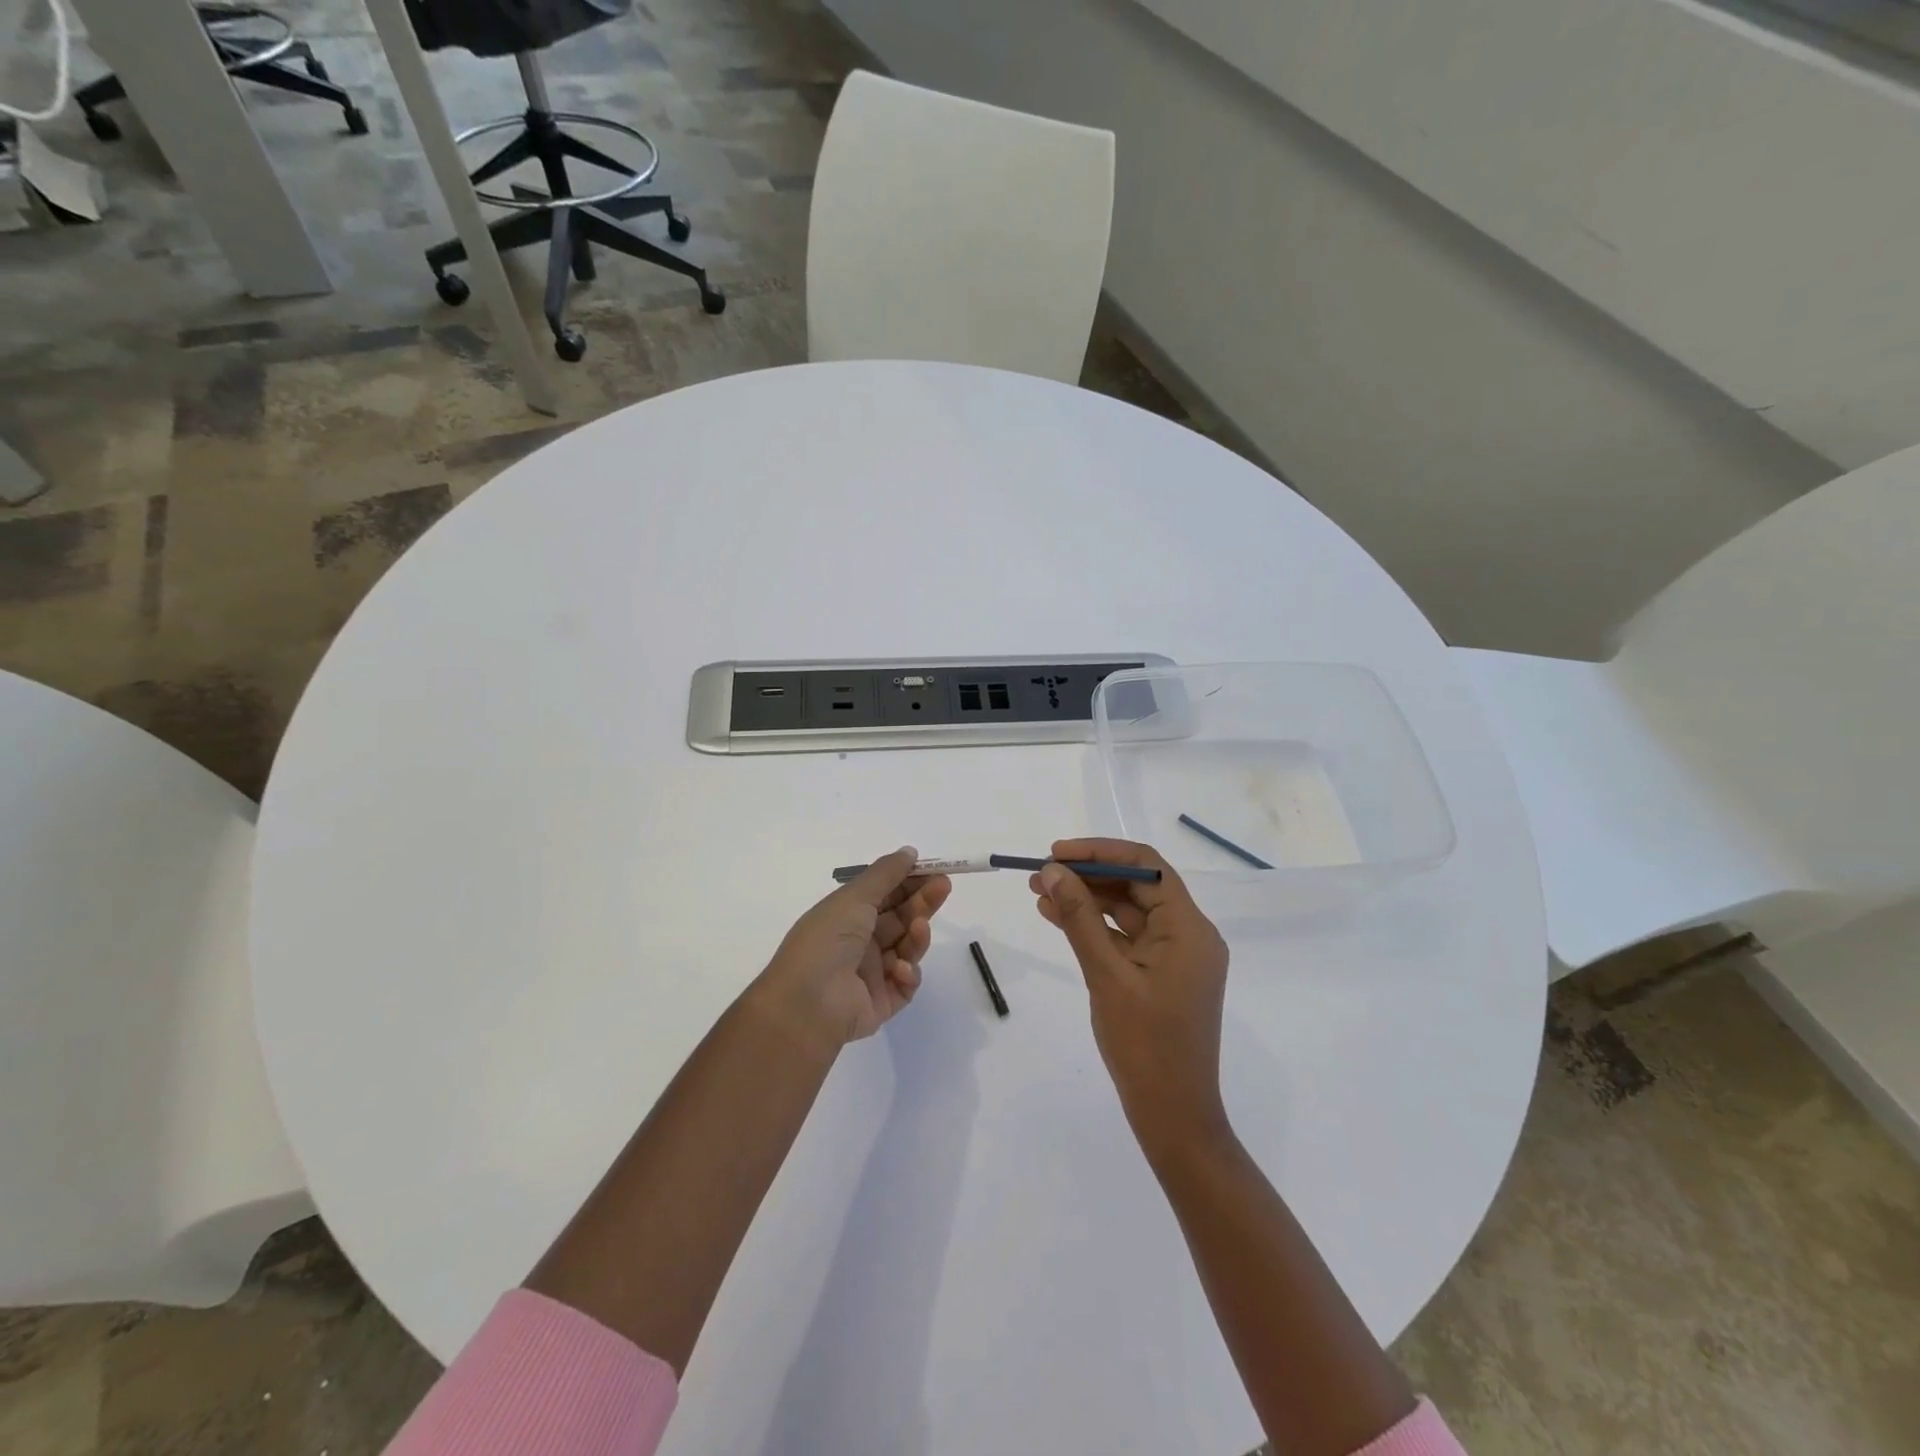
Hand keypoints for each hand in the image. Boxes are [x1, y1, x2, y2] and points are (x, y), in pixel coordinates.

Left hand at [756, 847, 952, 1050]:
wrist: (808, 1003)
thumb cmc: (827, 940)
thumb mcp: (854, 897)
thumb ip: (885, 873)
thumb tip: (909, 851)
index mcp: (846, 916)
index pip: (884, 894)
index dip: (908, 880)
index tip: (934, 869)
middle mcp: (858, 943)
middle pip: (899, 919)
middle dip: (922, 902)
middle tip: (944, 887)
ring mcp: (870, 974)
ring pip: (906, 949)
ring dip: (916, 937)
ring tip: (920, 927)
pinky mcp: (881, 1003)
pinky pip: (905, 984)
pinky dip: (907, 974)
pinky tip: (900, 969)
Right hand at [1030, 838, 1231, 1160]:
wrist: (1172, 1116)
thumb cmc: (1145, 1045)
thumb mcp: (1107, 975)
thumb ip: (1079, 918)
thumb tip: (1054, 871)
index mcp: (1189, 928)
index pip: (1146, 867)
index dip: (1100, 853)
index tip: (1057, 853)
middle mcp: (1189, 934)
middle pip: (1135, 886)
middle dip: (1087, 876)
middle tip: (1041, 873)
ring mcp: (1175, 956)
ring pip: (1127, 912)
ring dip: (1086, 900)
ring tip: (1040, 892)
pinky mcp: (1160, 975)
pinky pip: (1126, 938)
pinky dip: (1094, 927)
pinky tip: (1057, 918)